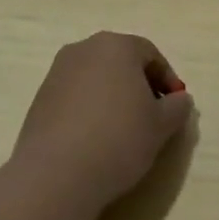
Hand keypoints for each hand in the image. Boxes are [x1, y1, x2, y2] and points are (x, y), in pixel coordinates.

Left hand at [11, 32, 193, 211]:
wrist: (56, 174)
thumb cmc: (118, 139)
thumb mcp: (161, 125)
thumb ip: (177, 107)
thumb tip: (179, 100)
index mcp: (116, 46)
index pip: (150, 54)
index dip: (167, 79)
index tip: (175, 106)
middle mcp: (83, 49)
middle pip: (121, 62)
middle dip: (140, 85)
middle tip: (152, 115)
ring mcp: (57, 73)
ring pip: (97, 79)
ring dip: (114, 97)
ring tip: (123, 130)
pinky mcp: (39, 99)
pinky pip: (75, 97)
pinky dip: (90, 110)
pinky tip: (96, 139)